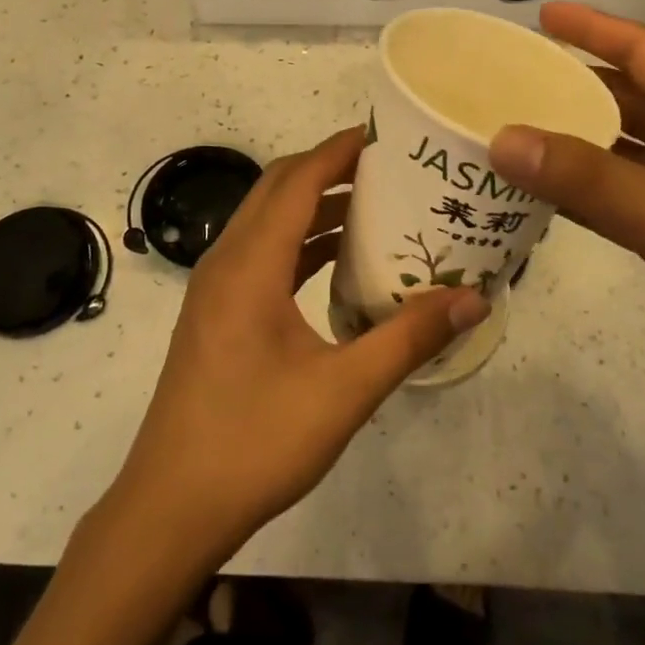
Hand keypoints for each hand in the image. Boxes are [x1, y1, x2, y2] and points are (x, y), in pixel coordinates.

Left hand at [108, 128, 489, 566]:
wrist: (170, 508)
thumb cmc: (255, 442)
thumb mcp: (344, 391)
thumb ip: (409, 338)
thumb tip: (473, 298)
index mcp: (250, 264)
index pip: (299, 179)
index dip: (340, 150)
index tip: (387, 136)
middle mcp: (227, 261)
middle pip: (279, 189)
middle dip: (331, 168)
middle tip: (390, 169)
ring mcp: (216, 288)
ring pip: (269, 221)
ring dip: (316, 206)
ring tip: (376, 207)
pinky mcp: (217, 313)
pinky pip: (263, 254)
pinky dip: (301, 243)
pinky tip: (340, 263)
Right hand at [488, 4, 644, 444]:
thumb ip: (590, 179)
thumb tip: (503, 138)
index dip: (594, 29)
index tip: (539, 15)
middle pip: (626, 99)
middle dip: (570, 84)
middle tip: (504, 80)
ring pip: (617, 152)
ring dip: (568, 141)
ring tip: (505, 132)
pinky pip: (616, 201)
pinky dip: (577, 194)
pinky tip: (534, 196)